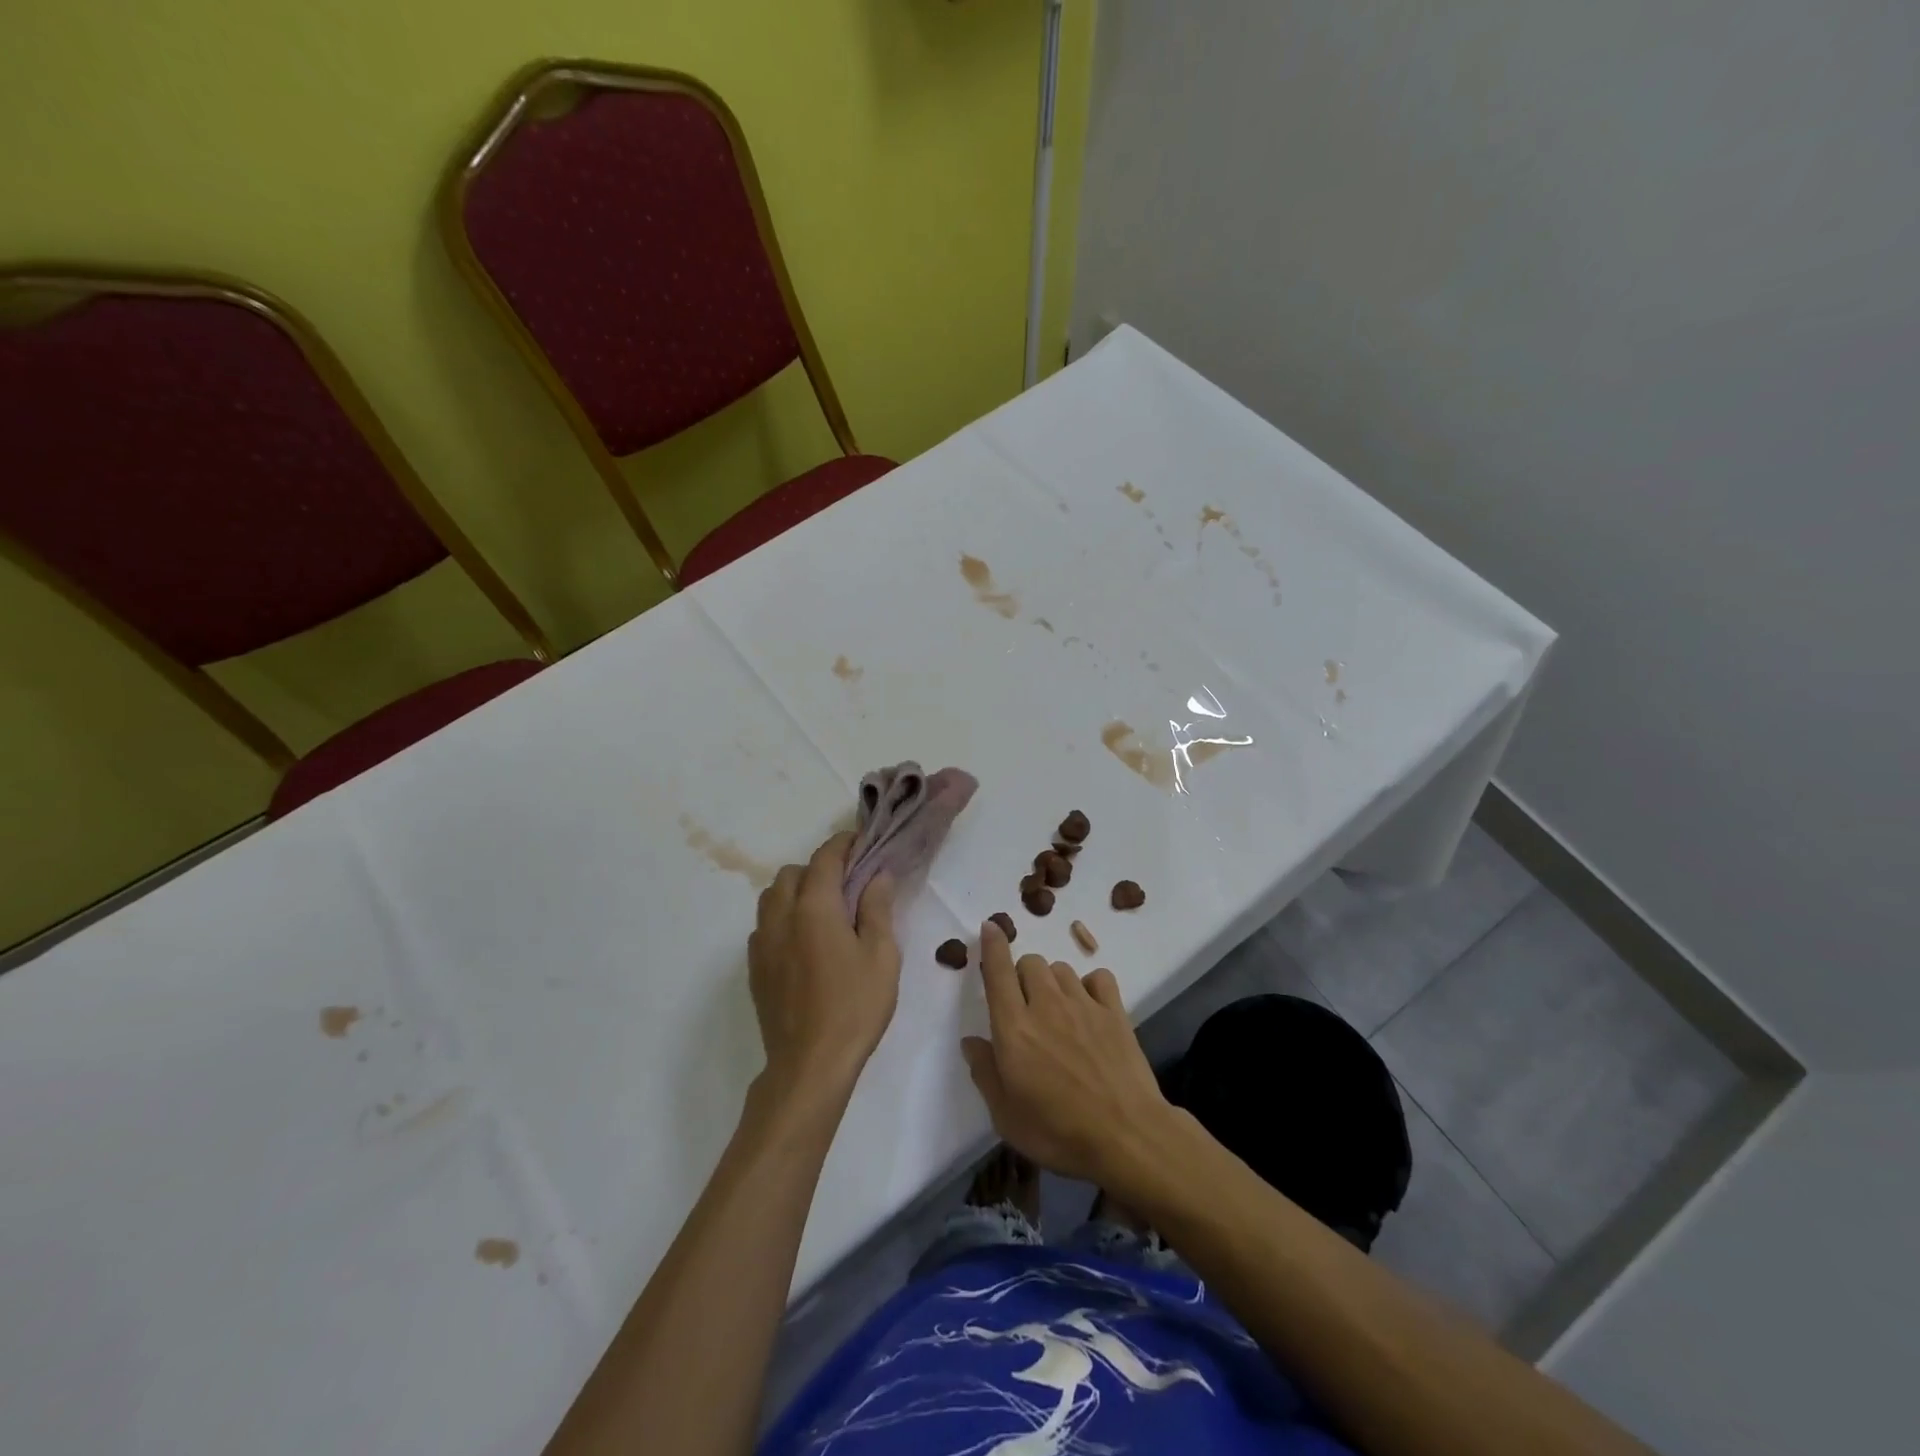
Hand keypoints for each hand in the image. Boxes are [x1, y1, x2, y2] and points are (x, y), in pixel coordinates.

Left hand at [749, 831, 900, 1097]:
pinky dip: (783, 918)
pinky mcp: (755, 968)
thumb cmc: (855, 1007)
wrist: (809, 1065)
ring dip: (796, 891)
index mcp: (814, 907)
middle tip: (846, 884)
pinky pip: (764, 926)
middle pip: (793, 873)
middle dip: (818, 868)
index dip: (843, 844)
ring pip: (772, 897)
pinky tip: (803, 942)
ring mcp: (763, 943)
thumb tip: (877, 875)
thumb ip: (877, 908)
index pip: (825, 858)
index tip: (860, 842)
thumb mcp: (881, 955)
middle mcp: (781, 916)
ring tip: (823, 910)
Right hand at [960, 920, 1176, 1183]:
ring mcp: (1083, 1004)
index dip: (992, 946)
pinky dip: (1089, 985)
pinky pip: (1098, 977)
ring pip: (1060, 968)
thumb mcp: (1006, 1117)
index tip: (990, 927)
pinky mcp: (1114, 1011)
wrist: (1127, 1137)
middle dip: (1021, 974)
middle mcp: (1045, 1005)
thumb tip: (972, 1041)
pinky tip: (1089, 1006)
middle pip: (1030, 963)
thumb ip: (985, 1073)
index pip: (998, 972)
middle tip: (1024, 1004)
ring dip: (1052, 980)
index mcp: (1014, 1029)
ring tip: (1057, 1008)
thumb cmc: (1058, 1133)